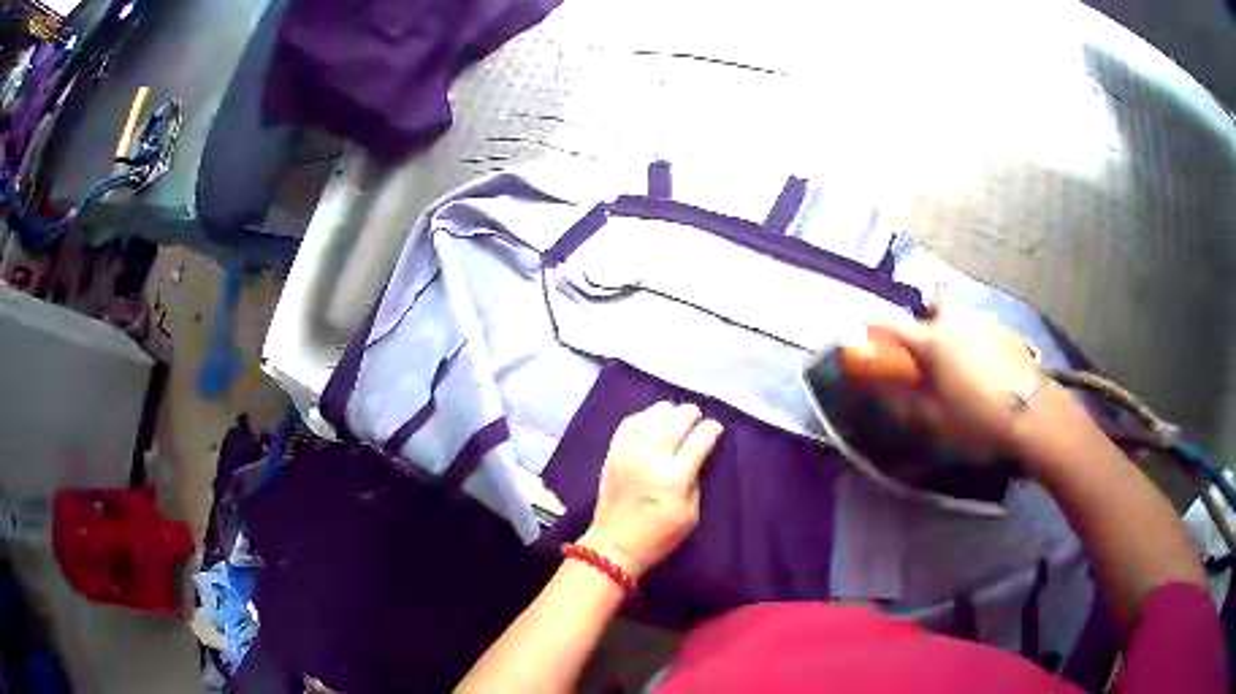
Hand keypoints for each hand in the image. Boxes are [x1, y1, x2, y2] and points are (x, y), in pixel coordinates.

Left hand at [580, 402, 723, 578]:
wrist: (614, 545)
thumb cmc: (658, 536)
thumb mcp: (691, 515)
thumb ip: (696, 480)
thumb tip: (698, 455)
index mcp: (674, 477)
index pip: (699, 439)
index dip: (711, 429)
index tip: (716, 428)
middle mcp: (652, 457)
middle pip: (677, 420)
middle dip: (692, 415)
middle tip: (697, 420)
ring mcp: (629, 452)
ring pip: (653, 415)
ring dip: (669, 412)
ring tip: (676, 418)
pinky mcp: (613, 452)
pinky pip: (629, 422)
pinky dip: (644, 417)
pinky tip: (651, 422)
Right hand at [866, 304, 1046, 456]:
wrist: (1031, 412)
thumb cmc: (976, 417)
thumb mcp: (935, 418)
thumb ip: (904, 401)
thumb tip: (882, 388)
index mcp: (932, 341)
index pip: (892, 324)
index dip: (876, 328)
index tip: (868, 334)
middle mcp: (955, 320)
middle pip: (935, 307)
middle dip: (930, 322)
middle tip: (933, 352)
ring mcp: (983, 320)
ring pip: (961, 317)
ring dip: (956, 332)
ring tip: (963, 364)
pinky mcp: (1005, 329)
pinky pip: (982, 328)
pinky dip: (977, 340)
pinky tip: (987, 366)